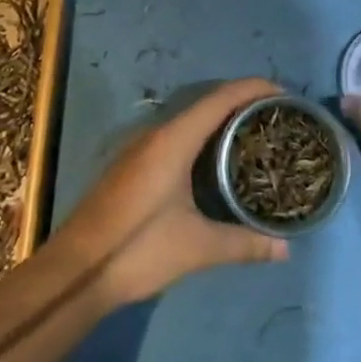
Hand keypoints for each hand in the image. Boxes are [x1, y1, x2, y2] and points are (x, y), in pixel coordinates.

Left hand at [52, 78, 288, 308]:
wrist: (74, 272)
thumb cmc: (137, 249)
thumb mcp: (196, 247)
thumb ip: (242, 244)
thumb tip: (285, 249)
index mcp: (174, 140)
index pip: (221, 99)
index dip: (253, 89)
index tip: (284, 94)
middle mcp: (157, 134)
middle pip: (207, 104)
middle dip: (242, 104)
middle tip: (277, 118)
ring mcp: (141, 148)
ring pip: (190, 121)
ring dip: (221, 121)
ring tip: (254, 135)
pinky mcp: (133, 165)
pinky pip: (177, 136)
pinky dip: (203, 137)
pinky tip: (217, 161)